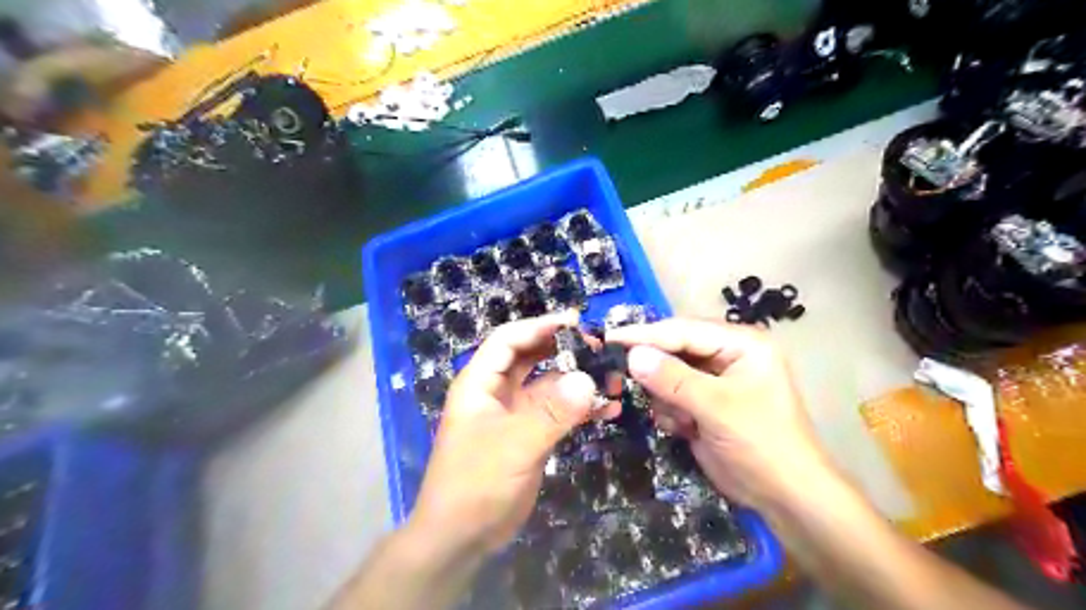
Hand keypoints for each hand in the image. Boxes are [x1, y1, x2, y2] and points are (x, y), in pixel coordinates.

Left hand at [407, 312, 613, 555]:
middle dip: (564, 349)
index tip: (577, 322)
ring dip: (577, 380)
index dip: (540, 326)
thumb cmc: (476, 484)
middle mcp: (497, 392)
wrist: (462, 537)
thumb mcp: (514, 445)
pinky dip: (580, 408)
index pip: (509, 340)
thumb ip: (552, 412)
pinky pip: (557, 411)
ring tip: (613, 379)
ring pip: (549, 384)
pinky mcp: (529, 434)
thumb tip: (588, 380)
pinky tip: (608, 410)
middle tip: (599, 347)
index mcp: (480, 383)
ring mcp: (514, 414)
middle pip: (531, 357)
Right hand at [608, 319, 829, 508]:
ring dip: (665, 398)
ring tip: (681, 421)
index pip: (683, 329)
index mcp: (741, 343)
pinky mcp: (703, 403)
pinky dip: (670, 412)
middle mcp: (726, 354)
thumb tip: (631, 355)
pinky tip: (685, 430)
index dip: (645, 335)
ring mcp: (714, 379)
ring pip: (667, 374)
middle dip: (655, 371)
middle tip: (620, 379)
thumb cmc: (761, 444)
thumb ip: (672, 380)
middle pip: (673, 349)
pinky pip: (671, 395)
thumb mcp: (717, 408)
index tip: (609, 339)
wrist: (784, 497)